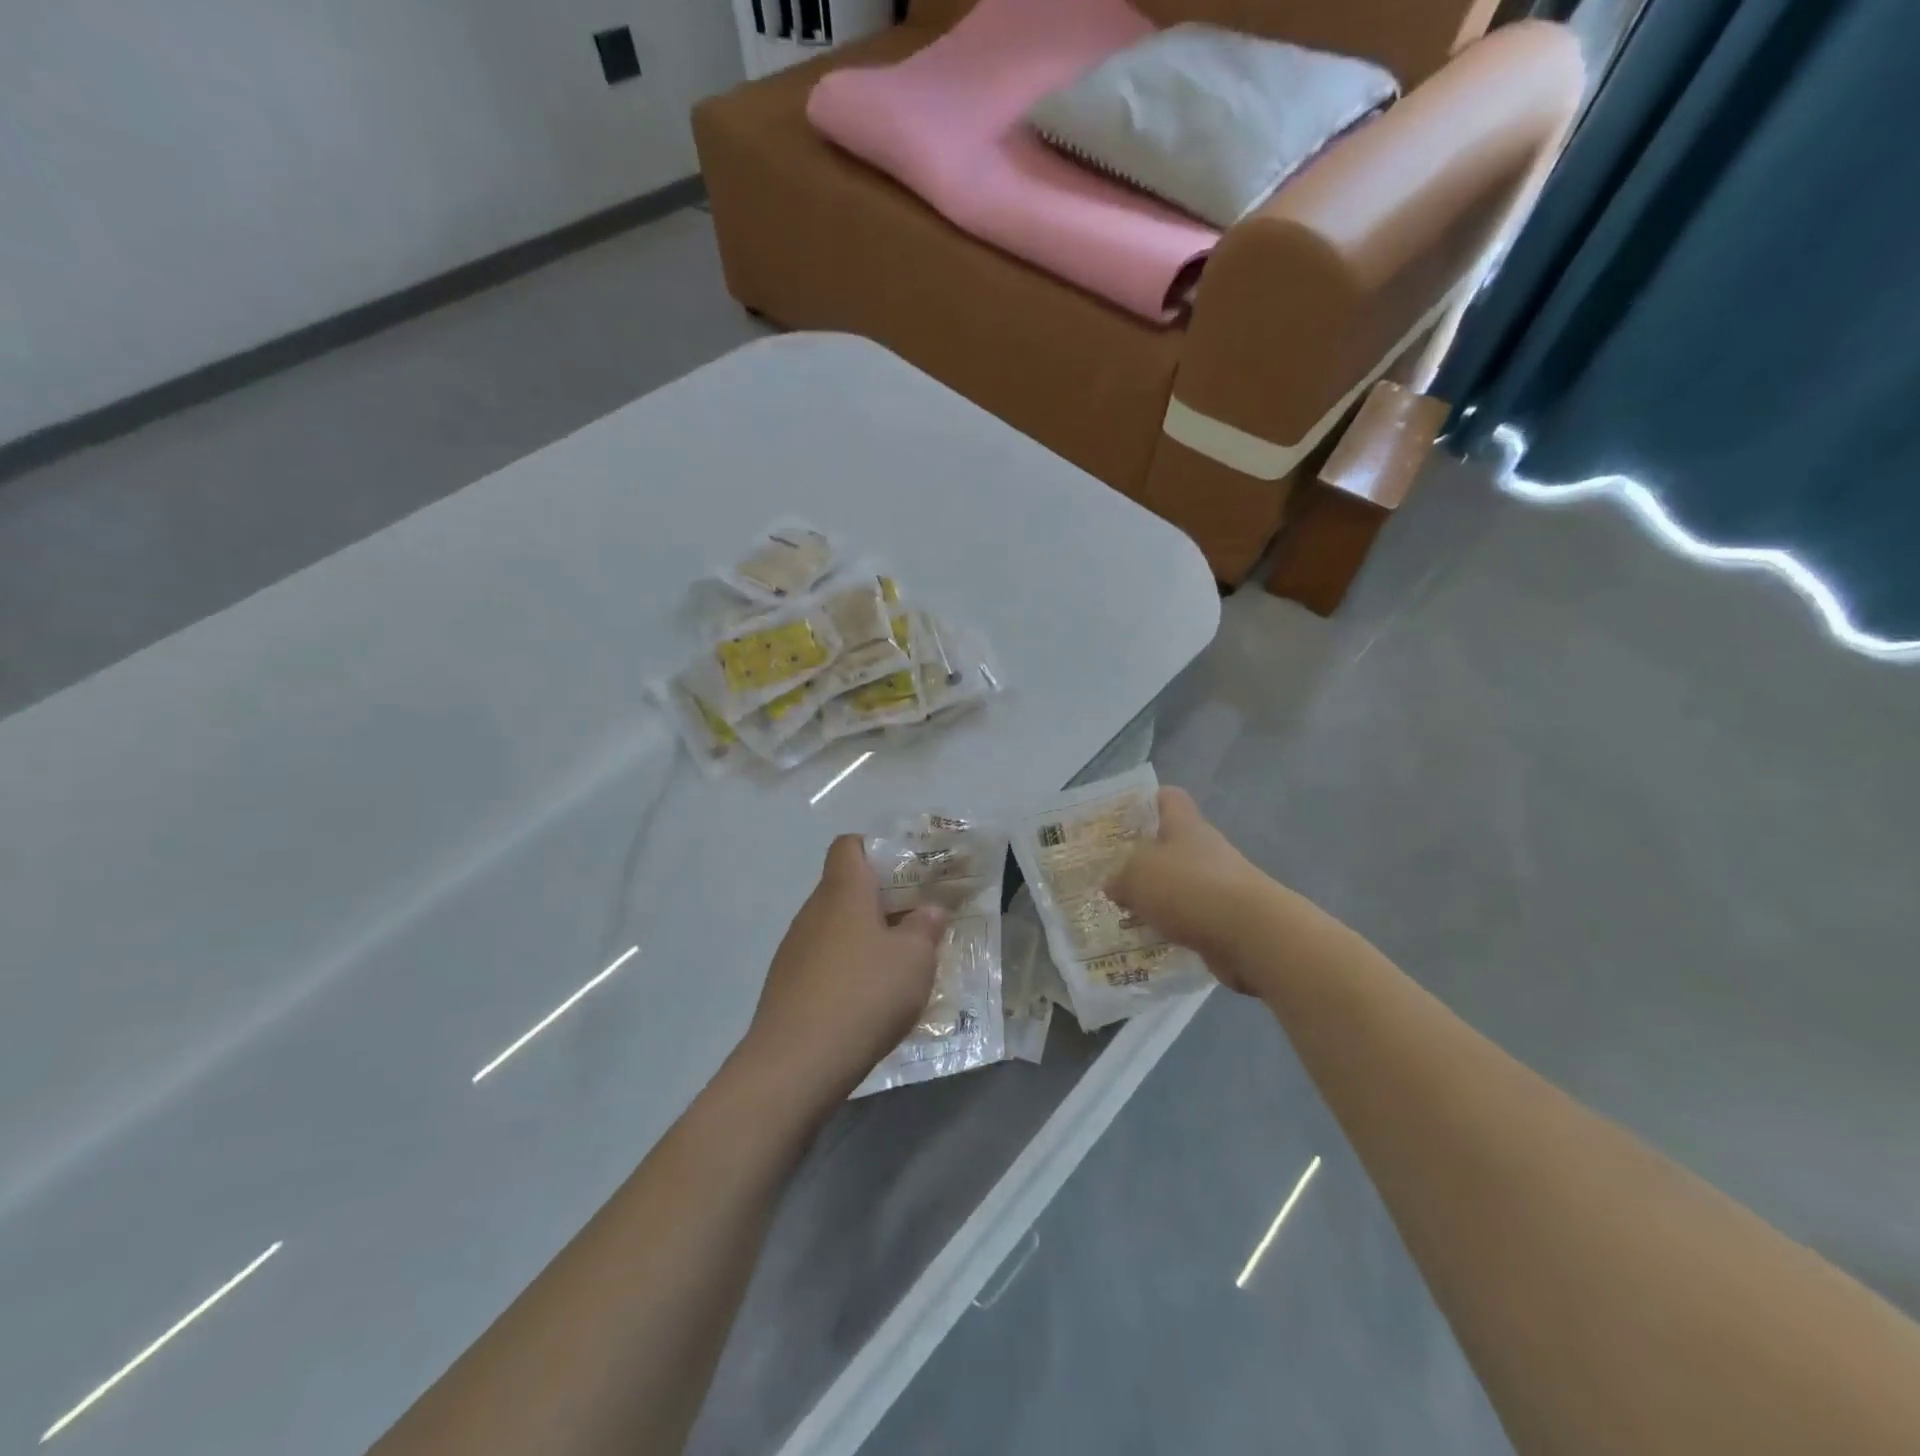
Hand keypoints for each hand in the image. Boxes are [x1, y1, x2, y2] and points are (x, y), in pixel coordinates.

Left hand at [739, 835, 945, 1101]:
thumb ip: (925, 928)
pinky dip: (847, 969)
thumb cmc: (863, 995)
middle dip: (882, 901)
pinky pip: (824, 961)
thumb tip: (928, 910)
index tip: (908, 873)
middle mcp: (813, 911)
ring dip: (866, 938)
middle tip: (918, 922)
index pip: (850, 845)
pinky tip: (868, 1000)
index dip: (878, 850)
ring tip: (899, 966)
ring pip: (836, 927)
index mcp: (843, 891)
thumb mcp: (914, 959)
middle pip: (846, 888)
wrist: (795, 1064)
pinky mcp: (787, 985)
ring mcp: (795, 949)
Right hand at [1107, 788, 1272, 993]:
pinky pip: (1192, 917)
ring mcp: (1221, 885)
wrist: (1252, 935)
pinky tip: (1151, 939)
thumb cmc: (1189, 889)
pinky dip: (1174, 926)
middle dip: (1144, 859)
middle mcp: (1206, 849)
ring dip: (1158, 897)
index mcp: (1185, 826)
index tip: (1123, 818)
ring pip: (1181, 884)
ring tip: (1125, 913)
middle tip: (1113, 874)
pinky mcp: (1228, 919)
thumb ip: (1120, 878)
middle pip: (1172, 844)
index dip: (1147, 802)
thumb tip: (1114, 884)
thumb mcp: (1137, 876)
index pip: (1168, 798)